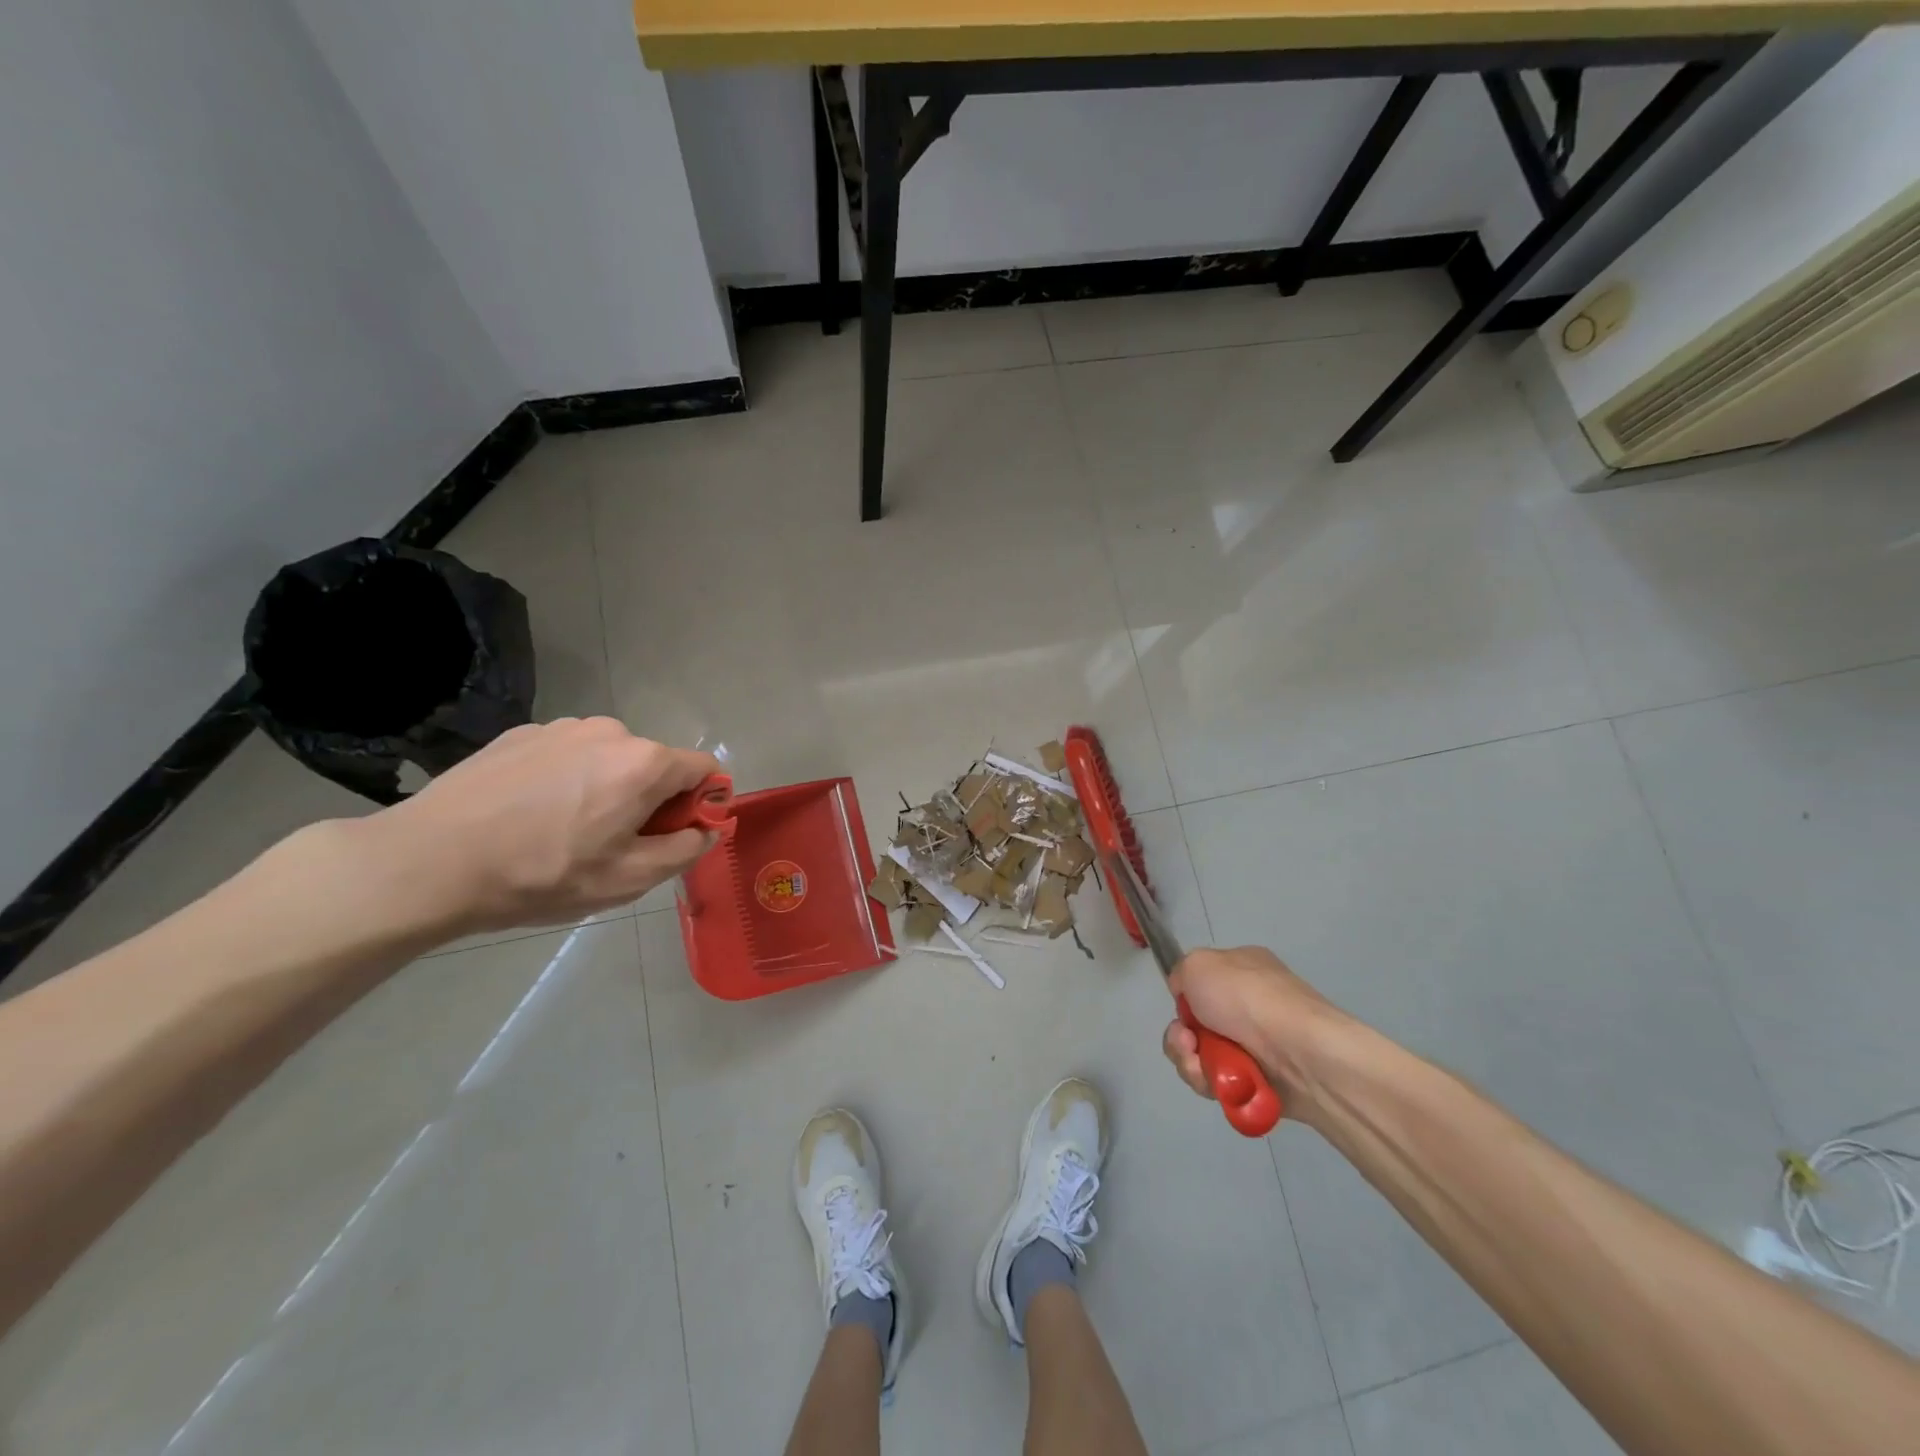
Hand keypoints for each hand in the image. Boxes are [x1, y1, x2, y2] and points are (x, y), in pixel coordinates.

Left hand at [372, 718, 721, 933]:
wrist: (428, 862)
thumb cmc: (541, 875)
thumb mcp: (627, 880)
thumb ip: (685, 850)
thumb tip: (707, 829)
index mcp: (644, 763)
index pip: (705, 769)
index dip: (702, 804)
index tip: (672, 837)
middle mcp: (611, 731)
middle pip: (656, 764)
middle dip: (650, 800)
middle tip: (612, 845)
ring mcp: (561, 727)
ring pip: (610, 759)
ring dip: (608, 788)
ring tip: (563, 830)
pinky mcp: (521, 733)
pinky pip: (568, 755)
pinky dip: (567, 779)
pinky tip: (529, 814)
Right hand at [1162, 946, 1346, 1113]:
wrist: (1300, 1053)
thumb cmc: (1247, 998)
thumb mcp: (1199, 964)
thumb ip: (1181, 973)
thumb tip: (1187, 1000)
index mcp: (1241, 969)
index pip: (1200, 984)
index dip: (1184, 1000)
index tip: (1183, 1009)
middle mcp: (1249, 1005)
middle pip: (1194, 1025)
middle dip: (1180, 1037)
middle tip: (1187, 1042)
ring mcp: (1256, 1045)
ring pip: (1201, 1056)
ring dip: (1190, 1062)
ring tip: (1200, 1066)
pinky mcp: (1260, 1081)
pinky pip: (1219, 1083)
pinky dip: (1210, 1083)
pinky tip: (1217, 1082)